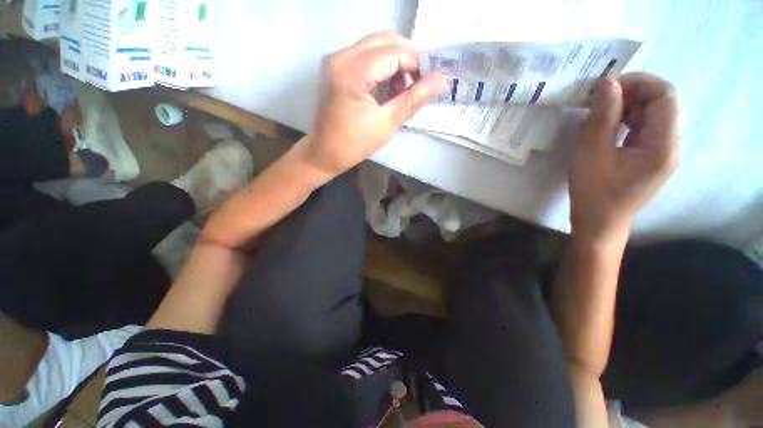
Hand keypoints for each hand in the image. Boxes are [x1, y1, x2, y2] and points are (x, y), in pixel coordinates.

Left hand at [301, 31, 448, 178]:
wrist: (325, 153)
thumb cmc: (354, 144)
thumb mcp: (387, 123)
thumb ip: (413, 99)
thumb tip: (441, 81)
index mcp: (352, 72)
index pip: (394, 53)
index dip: (416, 64)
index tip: (428, 82)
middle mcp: (341, 56)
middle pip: (385, 40)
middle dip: (407, 59)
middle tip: (416, 84)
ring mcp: (337, 60)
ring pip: (376, 45)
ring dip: (395, 63)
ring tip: (399, 91)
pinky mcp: (337, 67)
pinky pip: (366, 55)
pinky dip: (382, 67)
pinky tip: (386, 89)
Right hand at [569, 73, 680, 240]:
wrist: (599, 224)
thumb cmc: (594, 193)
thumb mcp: (592, 154)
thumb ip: (602, 118)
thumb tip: (606, 83)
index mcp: (664, 144)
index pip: (665, 95)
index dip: (637, 82)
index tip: (605, 87)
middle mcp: (671, 144)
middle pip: (660, 102)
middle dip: (629, 94)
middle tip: (596, 101)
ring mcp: (662, 151)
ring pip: (650, 114)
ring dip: (625, 108)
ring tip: (596, 114)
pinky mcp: (650, 157)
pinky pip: (643, 128)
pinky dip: (624, 121)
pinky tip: (605, 128)